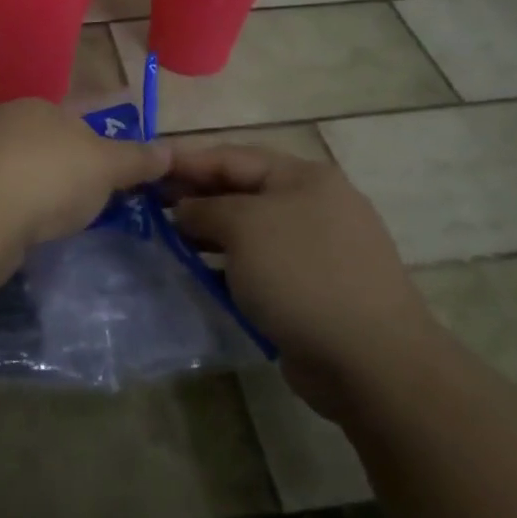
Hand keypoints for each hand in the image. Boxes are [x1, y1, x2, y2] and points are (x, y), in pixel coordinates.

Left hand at [0, 99, 171, 256]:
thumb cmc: (49, 177)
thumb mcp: (105, 166)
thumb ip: (137, 158)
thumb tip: (170, 150)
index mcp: (41, 106)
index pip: (84, 107)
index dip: (108, 117)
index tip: (122, 135)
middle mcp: (8, 123)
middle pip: (53, 137)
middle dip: (78, 153)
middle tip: (106, 179)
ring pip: (29, 165)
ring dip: (51, 182)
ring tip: (77, 207)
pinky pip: (11, 194)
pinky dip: (29, 205)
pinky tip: (40, 224)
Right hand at [168, 144, 436, 415]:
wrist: (371, 360)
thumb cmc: (301, 275)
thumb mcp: (243, 227)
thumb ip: (205, 209)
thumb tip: (184, 209)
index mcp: (303, 178)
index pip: (233, 157)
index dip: (186, 161)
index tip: (145, 168)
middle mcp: (314, 206)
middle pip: (242, 192)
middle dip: (195, 198)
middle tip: (148, 208)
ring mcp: (318, 250)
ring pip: (251, 232)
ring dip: (209, 235)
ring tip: (167, 242)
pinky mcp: (316, 289)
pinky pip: (262, 266)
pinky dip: (231, 267)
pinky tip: (201, 276)